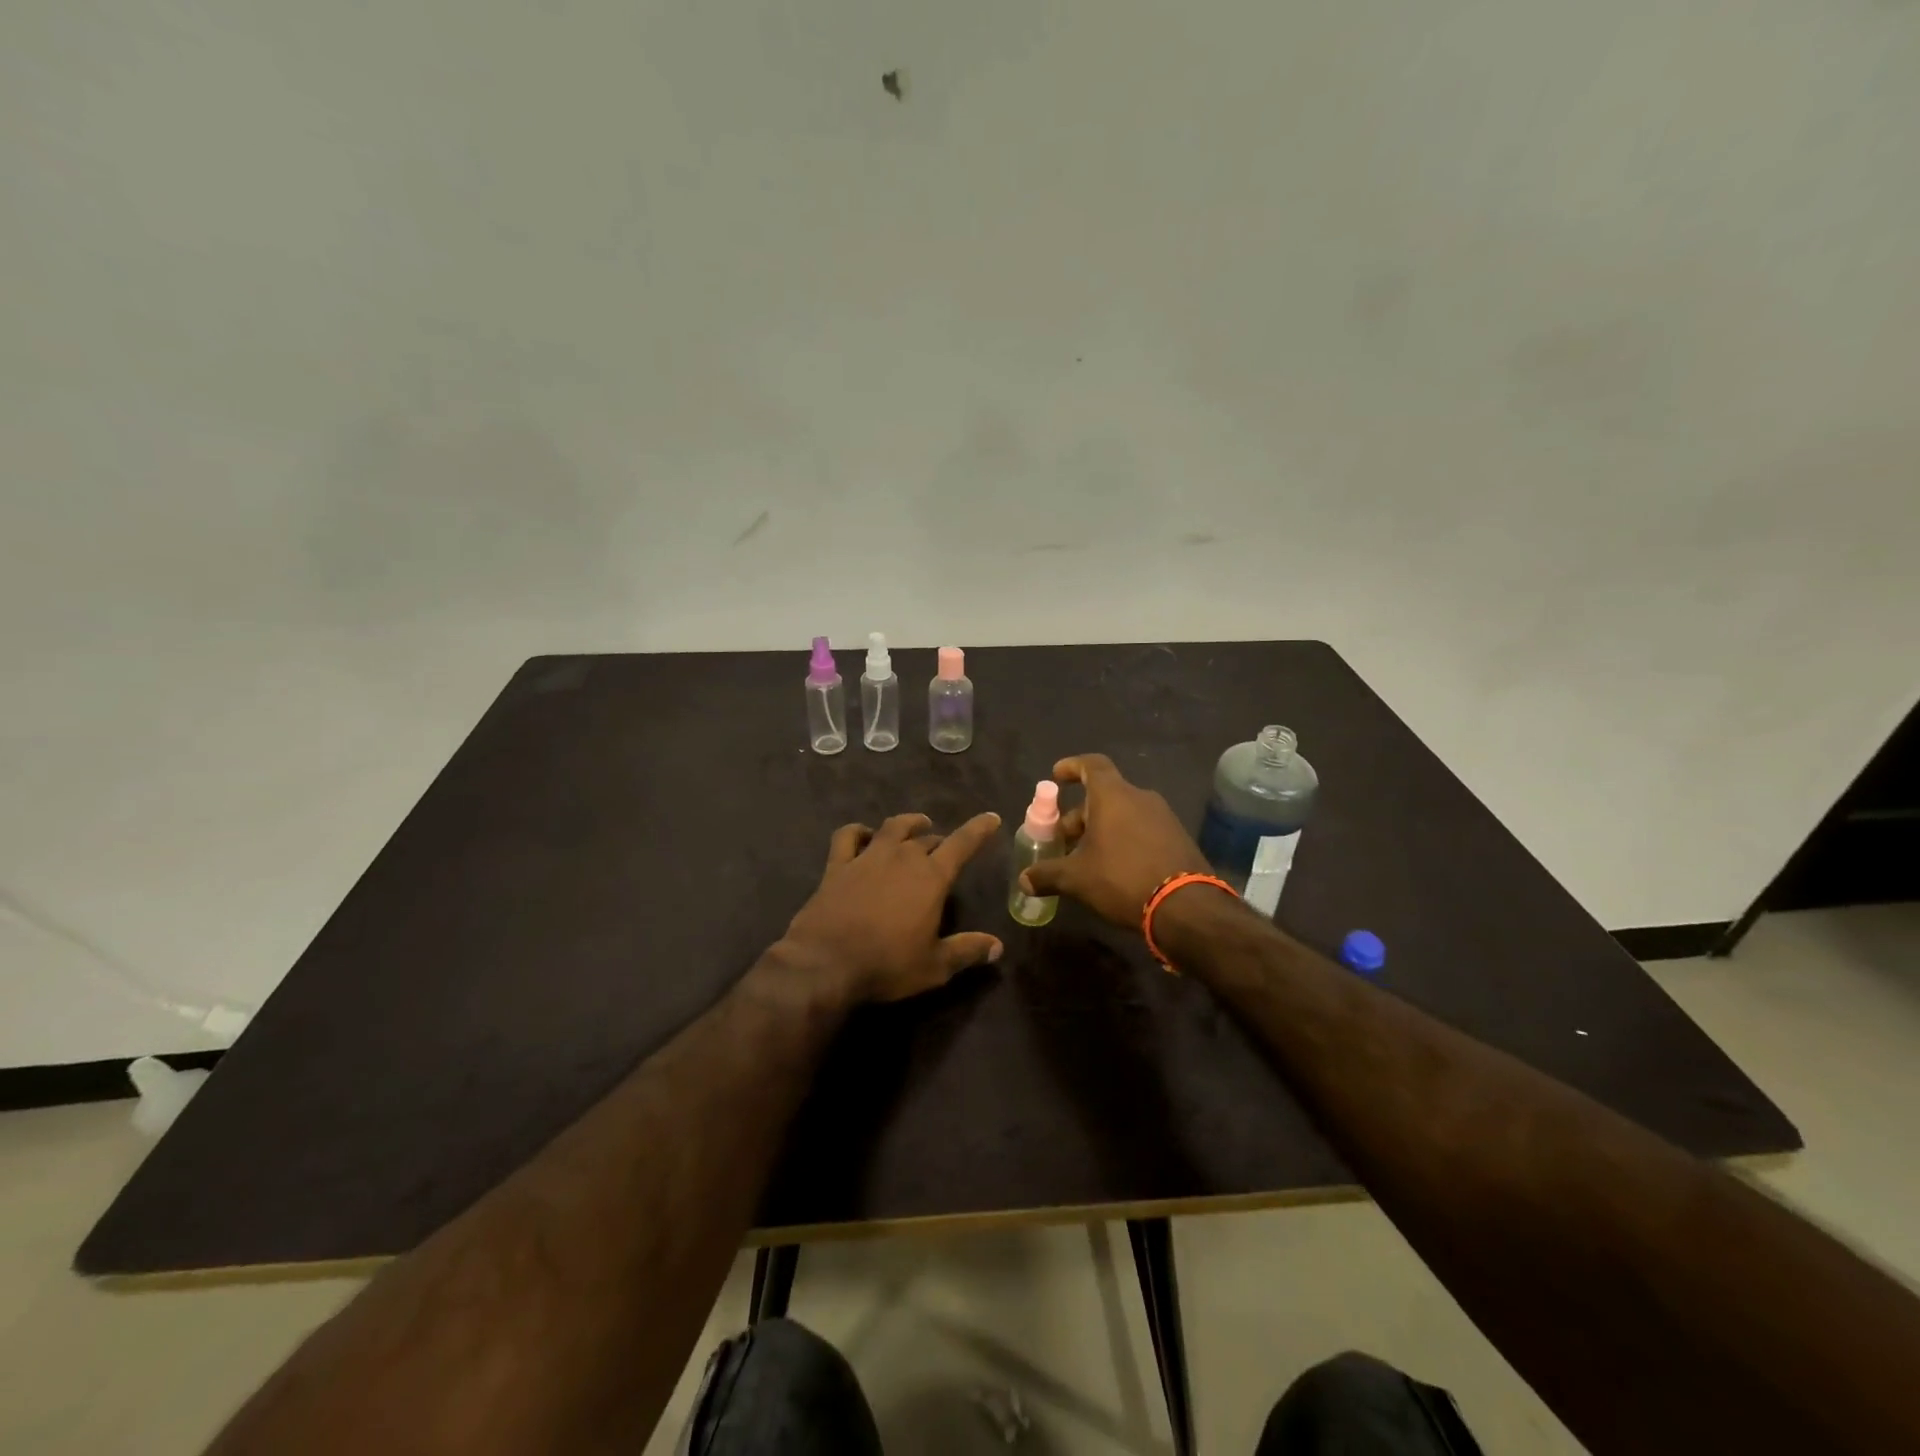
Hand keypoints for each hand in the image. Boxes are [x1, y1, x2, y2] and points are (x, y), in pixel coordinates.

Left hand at [782, 812, 1003, 1004]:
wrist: (825, 963)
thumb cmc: (887, 965)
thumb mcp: (935, 966)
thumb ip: (967, 951)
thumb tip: (998, 946)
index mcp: (931, 877)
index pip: (962, 844)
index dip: (979, 829)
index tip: (991, 818)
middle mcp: (902, 858)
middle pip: (927, 839)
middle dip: (940, 841)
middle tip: (945, 850)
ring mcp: (867, 857)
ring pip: (893, 827)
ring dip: (908, 824)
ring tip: (917, 825)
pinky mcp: (837, 865)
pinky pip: (848, 836)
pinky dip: (859, 830)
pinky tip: (864, 835)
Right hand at [1019, 754, 1211, 928]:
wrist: (1186, 907)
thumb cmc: (1122, 879)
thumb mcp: (1077, 879)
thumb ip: (1047, 875)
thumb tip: (1024, 880)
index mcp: (1113, 796)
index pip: (1092, 765)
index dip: (1072, 766)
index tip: (1057, 776)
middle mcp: (1140, 798)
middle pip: (1104, 795)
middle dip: (1080, 814)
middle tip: (1063, 838)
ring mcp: (1163, 817)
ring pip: (1123, 814)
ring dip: (1101, 829)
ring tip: (1086, 857)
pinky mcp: (1178, 838)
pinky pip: (1142, 829)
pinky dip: (1123, 839)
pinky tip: (1114, 868)